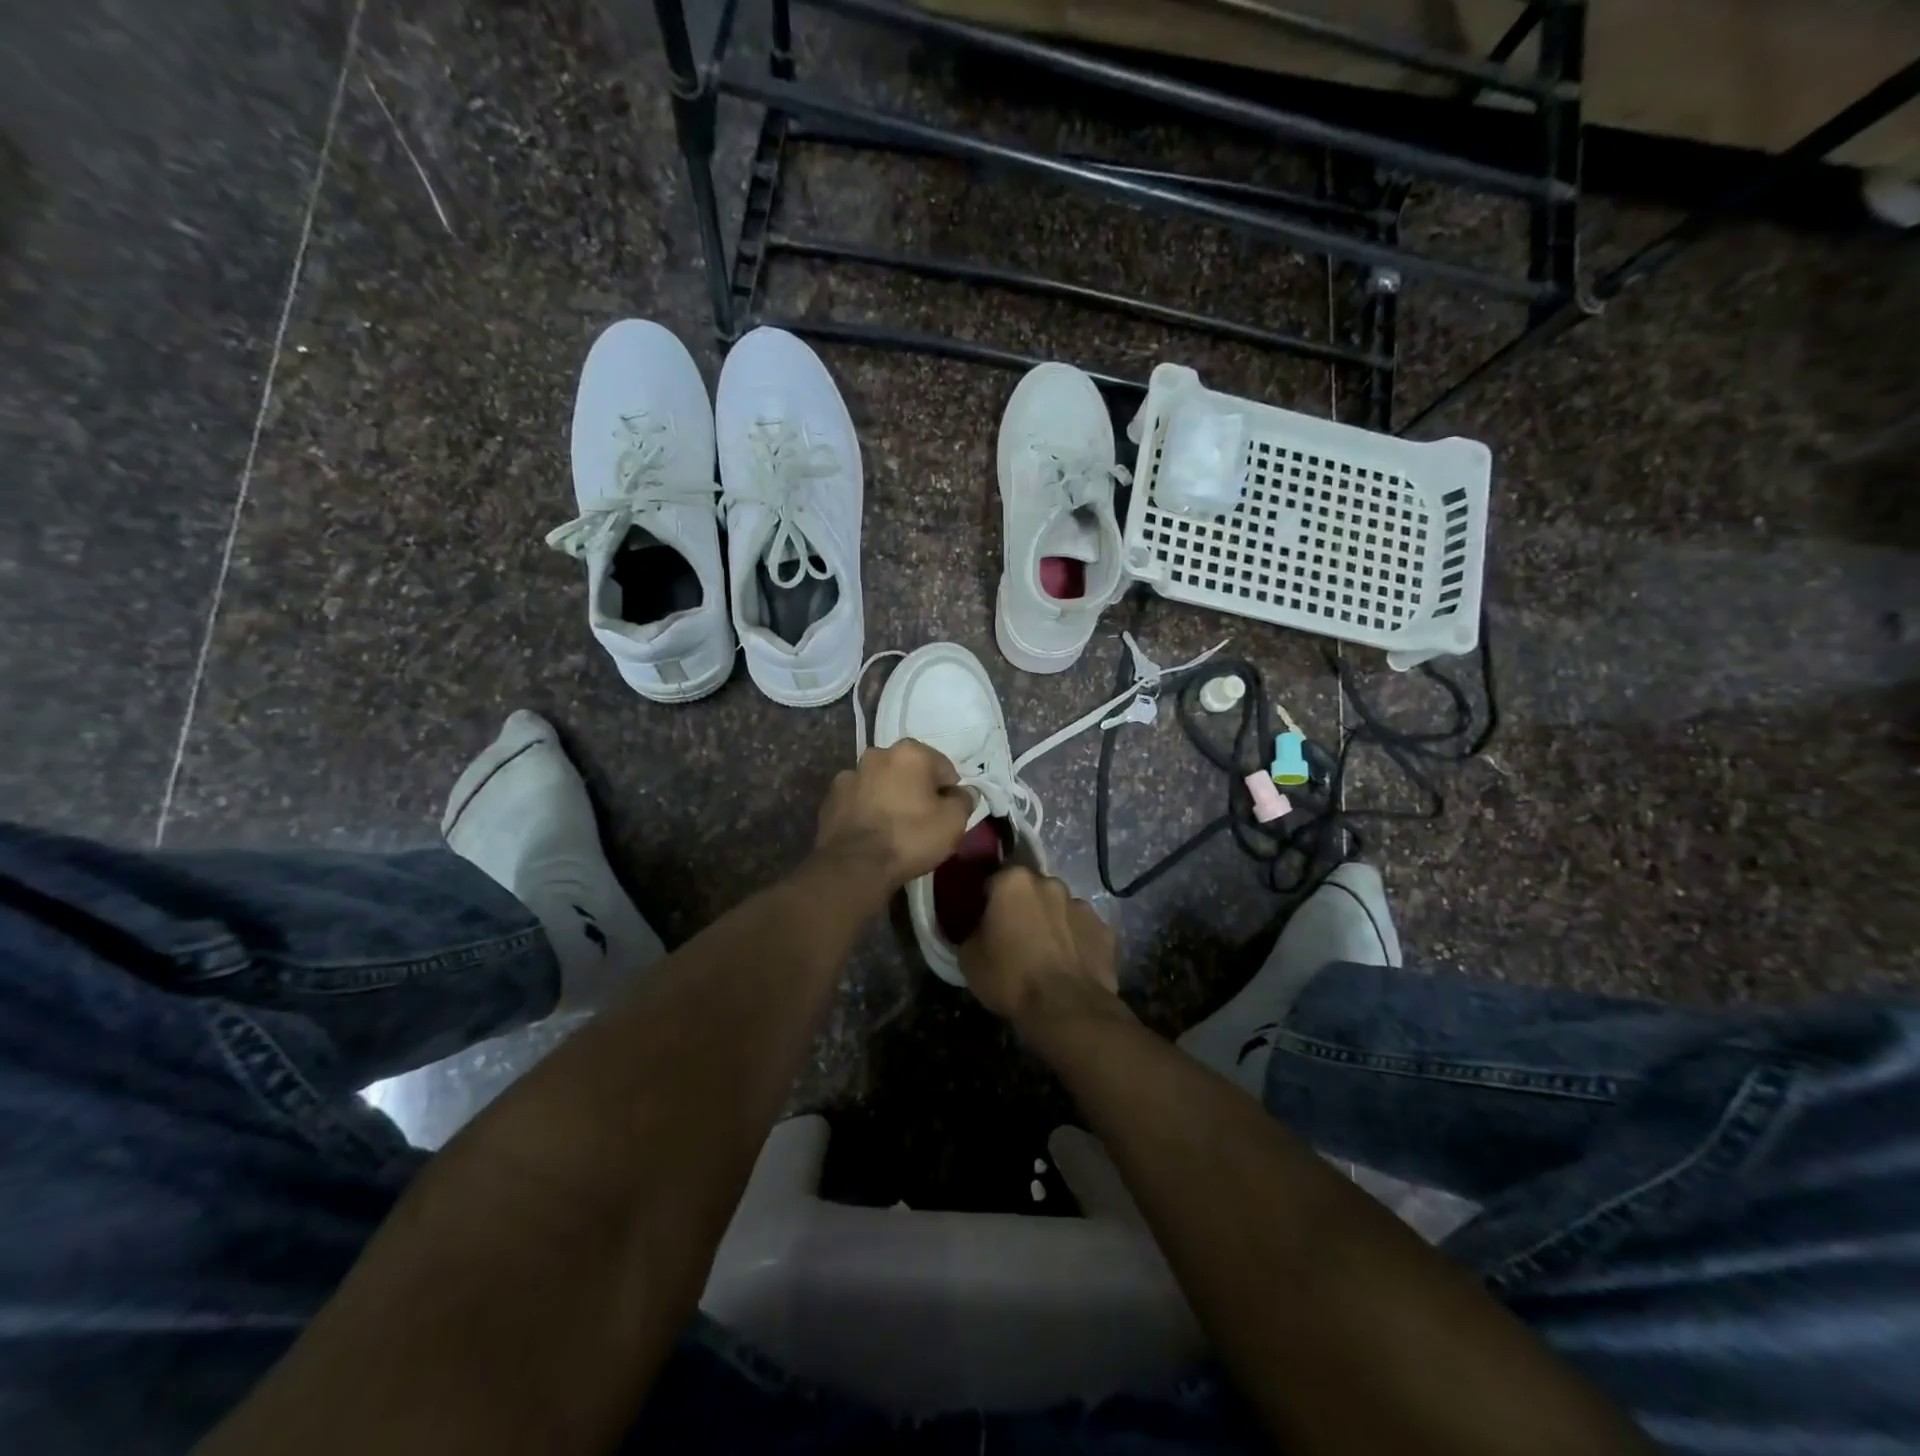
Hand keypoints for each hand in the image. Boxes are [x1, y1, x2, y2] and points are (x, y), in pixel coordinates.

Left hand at [814, 739, 971, 892]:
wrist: (855, 866)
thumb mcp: (954, 822)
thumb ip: (965, 800)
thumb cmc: (911, 838)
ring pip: (880, 783)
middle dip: (916, 788)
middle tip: (922, 819)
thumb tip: (964, 792)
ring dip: (888, 796)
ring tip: (893, 827)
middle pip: (908, 770)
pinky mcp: (830, 798)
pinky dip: (866, 809)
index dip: (949, 790)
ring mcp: (849, 775)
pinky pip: (858, 799)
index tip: (948, 813)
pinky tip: (871, 832)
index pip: (942, 767)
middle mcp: (877, 754)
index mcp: (910, 753)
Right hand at [960, 867, 1118, 1024]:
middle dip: (1022, 907)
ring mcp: (1081, 904)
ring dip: (1050, 922)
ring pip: (1058, 908)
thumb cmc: (1010, 978)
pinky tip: (1068, 965)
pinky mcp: (1104, 929)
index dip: (987, 901)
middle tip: (1014, 937)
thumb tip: (977, 928)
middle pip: (1029, 890)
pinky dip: (1074, 941)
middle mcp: (1049, 883)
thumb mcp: (969, 957)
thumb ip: (970, 931)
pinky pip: (1081, 930)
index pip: (993, 881)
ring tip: (1044, 954)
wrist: (1066, 1009)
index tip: (984, 921)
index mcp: (1013, 881)